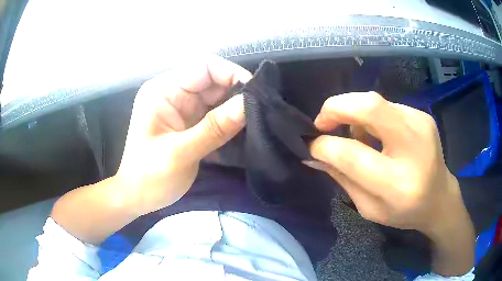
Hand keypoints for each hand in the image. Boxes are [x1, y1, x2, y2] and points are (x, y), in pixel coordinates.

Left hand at [115, 56, 251, 215]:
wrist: (137, 197)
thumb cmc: (150, 177)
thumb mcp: (181, 153)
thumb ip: (215, 128)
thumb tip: (249, 103)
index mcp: (163, 90)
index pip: (204, 67)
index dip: (232, 74)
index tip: (256, 93)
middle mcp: (173, 92)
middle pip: (213, 81)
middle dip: (237, 93)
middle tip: (261, 111)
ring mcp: (182, 107)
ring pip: (217, 97)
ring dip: (235, 108)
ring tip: (256, 121)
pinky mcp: (189, 121)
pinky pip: (215, 113)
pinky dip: (229, 120)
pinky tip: (243, 130)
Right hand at [307, 92, 473, 274]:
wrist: (439, 198)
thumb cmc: (404, 211)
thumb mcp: (369, 208)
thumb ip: (342, 178)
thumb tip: (314, 154)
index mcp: (398, 184)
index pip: (352, 155)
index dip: (324, 146)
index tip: (311, 145)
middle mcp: (413, 147)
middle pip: (369, 107)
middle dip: (335, 108)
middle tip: (322, 123)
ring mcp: (421, 124)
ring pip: (375, 101)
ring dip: (353, 113)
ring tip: (356, 136)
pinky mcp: (422, 115)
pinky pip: (386, 106)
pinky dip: (371, 116)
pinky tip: (378, 134)